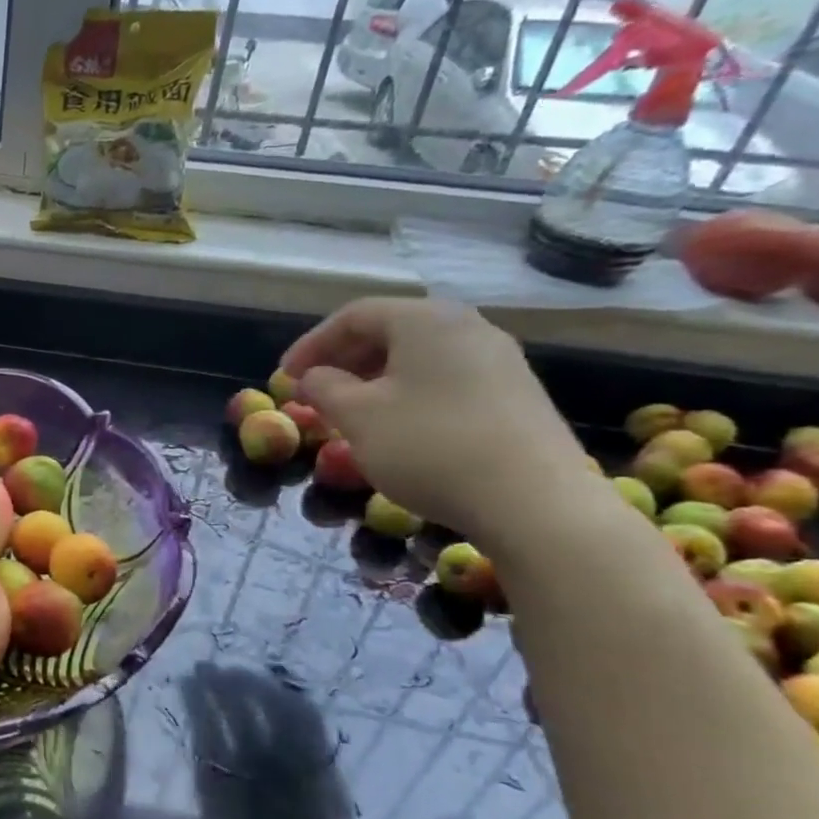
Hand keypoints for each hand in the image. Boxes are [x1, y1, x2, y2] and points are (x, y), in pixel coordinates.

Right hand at [280, 298, 598, 541]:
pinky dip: (407, 394)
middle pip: (389, 331)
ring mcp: (498, 361)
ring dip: (373, 380)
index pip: (354, 316)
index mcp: (426, 320)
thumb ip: (324, 388)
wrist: (534, 502)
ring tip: (348, 413)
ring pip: (417, 358)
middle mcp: (467, 327)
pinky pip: (444, 380)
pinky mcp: (515, 395)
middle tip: (313, 392)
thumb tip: (314, 378)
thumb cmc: (429, 447)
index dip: (311, 344)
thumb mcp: (358, 417)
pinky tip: (396, 428)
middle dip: (342, 361)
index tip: (284, 378)